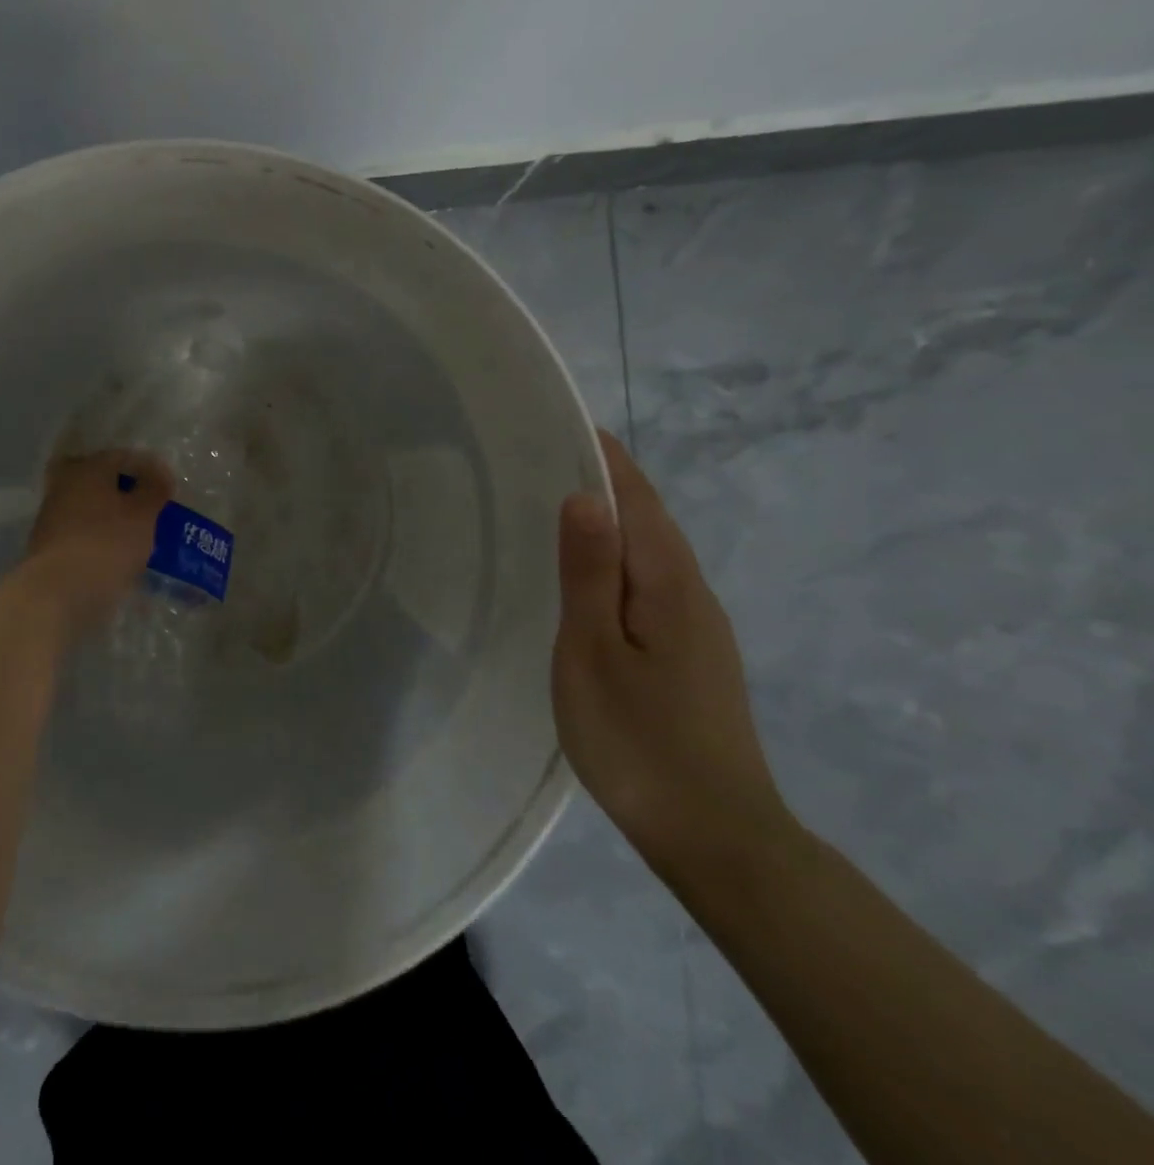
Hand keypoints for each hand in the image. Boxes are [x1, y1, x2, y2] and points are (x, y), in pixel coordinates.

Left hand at [18, 449, 172, 645]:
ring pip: (91, 507)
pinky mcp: (50, 546)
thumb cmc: (106, 544)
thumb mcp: (142, 514)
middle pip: (102, 480)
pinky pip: (83, 532)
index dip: (149, 468)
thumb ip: (153, 490)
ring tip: (140, 533)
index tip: (170, 486)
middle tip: (152, 507)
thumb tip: (159, 474)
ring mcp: (53, 517)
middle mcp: (65, 485)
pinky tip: (118, 552)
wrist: (57, 594)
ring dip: (114, 515)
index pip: (122, 456)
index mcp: (87, 468)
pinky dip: (101, 537)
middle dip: (127, 491)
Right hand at [551, 430, 792, 881]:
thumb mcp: (594, 652)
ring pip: (651, 555)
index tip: (567, 423)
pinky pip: (650, 585)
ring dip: (612, 522)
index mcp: (668, 584)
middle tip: (545, 459)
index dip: (607, 460)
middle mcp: (692, 595)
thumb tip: (586, 496)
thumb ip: (589, 574)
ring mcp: (697, 629)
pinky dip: (618, 561)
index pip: (639, 501)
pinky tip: (588, 578)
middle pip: (650, 521)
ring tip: (557, 506)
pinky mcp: (692, 657)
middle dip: (607, 484)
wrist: (716, 837)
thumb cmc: (638, 740)